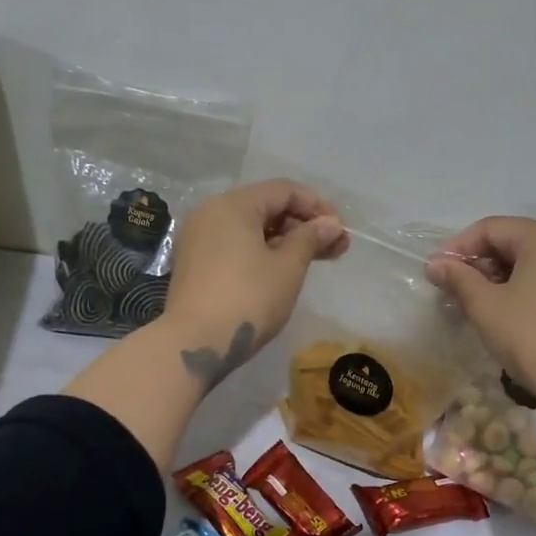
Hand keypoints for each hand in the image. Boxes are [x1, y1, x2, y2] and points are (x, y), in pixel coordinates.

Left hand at [162, 180, 347, 385]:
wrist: (194, 344)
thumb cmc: (247, 299)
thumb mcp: (287, 267)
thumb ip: (310, 238)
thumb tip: (330, 224)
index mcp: (232, 205)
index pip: (283, 191)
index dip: (317, 206)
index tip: (341, 230)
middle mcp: (211, 213)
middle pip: (266, 207)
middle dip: (303, 225)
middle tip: (336, 248)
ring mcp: (199, 239)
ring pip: (251, 229)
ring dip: (286, 240)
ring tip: (316, 260)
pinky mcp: (195, 264)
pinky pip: (235, 245)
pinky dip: (262, 252)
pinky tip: (284, 270)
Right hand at [426, 217, 535, 417]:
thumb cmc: (533, 338)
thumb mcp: (486, 307)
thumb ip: (458, 279)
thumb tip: (436, 264)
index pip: (491, 228)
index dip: (458, 248)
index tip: (436, 272)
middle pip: (512, 240)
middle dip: (479, 263)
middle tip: (453, 290)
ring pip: (530, 260)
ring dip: (499, 276)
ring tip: (475, 303)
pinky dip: (522, 286)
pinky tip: (506, 311)